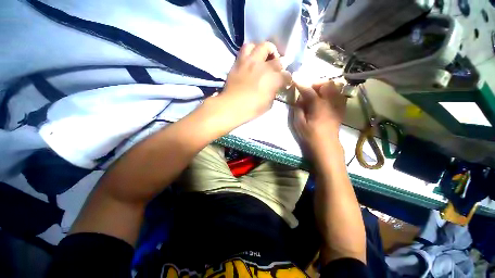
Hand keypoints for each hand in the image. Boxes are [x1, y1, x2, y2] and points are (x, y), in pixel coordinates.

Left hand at [220, 42, 291, 123]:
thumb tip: (274, 87)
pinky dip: (252, 50)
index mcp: (273, 79)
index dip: (287, 79)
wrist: (231, 106)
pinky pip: (246, 48)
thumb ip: (273, 93)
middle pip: (277, 59)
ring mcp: (251, 62)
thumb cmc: (251, 109)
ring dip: (266, 51)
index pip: (286, 75)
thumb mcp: (268, 105)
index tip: (285, 82)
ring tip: (264, 58)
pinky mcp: (239, 61)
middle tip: (276, 71)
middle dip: (280, 65)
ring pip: (262, 46)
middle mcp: (264, 67)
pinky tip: (252, 58)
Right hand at [292, 80, 346, 155]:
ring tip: (318, 94)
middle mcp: (330, 102)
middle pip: (327, 83)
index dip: (300, 84)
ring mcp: (338, 104)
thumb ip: (298, 108)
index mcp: (318, 106)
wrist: (326, 144)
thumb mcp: (299, 123)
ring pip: (336, 87)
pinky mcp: (341, 108)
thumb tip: (298, 98)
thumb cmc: (310, 135)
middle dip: (316, 84)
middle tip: (308, 91)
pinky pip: (340, 94)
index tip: (294, 79)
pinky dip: (332, 93)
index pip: (308, 91)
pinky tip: (326, 99)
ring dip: (325, 87)